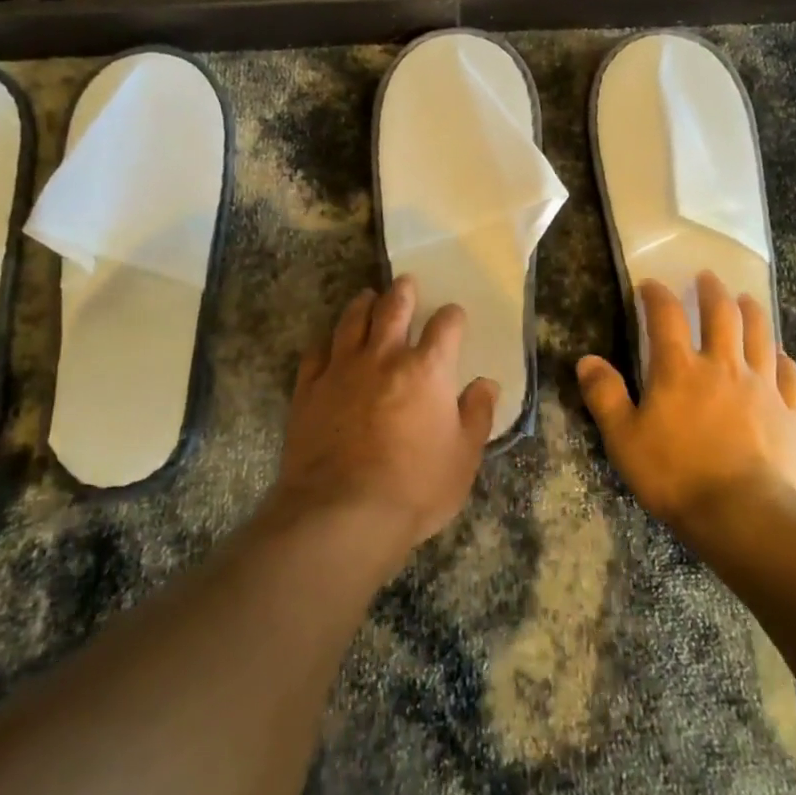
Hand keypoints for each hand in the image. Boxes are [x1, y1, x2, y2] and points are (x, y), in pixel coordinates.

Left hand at [272, 276, 498, 551]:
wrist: (342, 512)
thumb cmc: (415, 487)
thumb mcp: (463, 458)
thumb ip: (476, 416)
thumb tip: (486, 385)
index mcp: (427, 369)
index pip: (445, 326)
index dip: (452, 316)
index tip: (454, 315)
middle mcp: (384, 357)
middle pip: (393, 309)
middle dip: (402, 292)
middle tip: (405, 282)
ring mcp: (342, 369)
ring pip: (351, 322)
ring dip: (362, 305)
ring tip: (366, 297)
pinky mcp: (309, 389)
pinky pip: (316, 354)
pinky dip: (325, 344)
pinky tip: (327, 345)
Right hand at [578, 271, 795, 531]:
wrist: (746, 515)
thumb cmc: (676, 475)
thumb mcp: (624, 439)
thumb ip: (604, 395)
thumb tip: (587, 360)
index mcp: (679, 369)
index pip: (666, 316)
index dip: (656, 295)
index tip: (650, 286)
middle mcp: (723, 366)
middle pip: (722, 314)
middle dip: (712, 291)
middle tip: (707, 278)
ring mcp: (763, 386)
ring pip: (760, 334)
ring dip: (751, 312)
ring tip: (745, 300)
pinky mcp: (792, 412)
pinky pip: (790, 375)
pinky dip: (783, 359)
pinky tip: (780, 357)